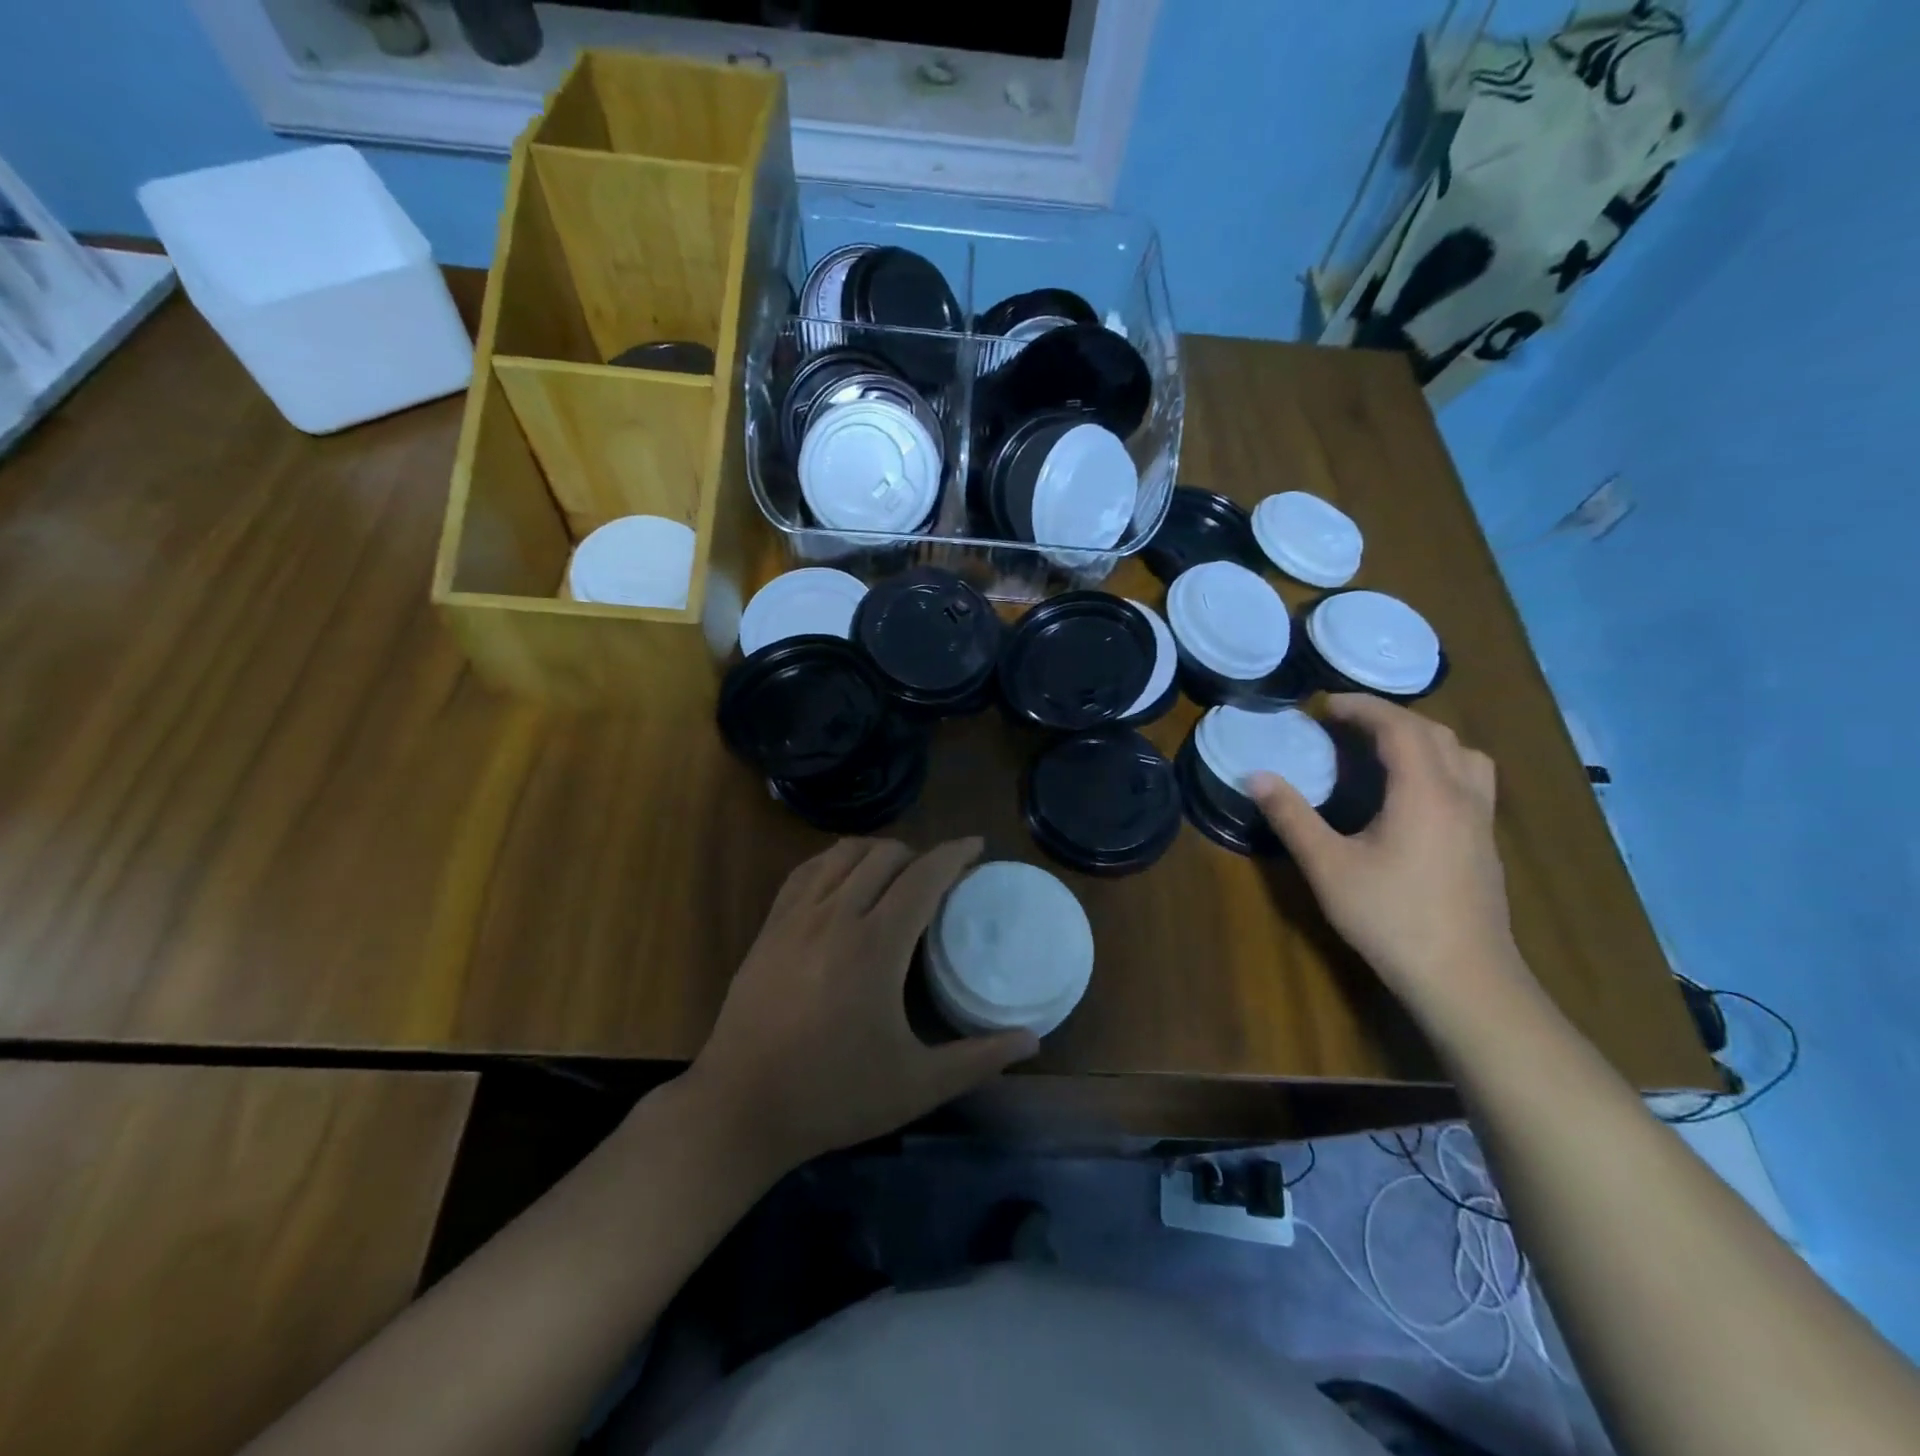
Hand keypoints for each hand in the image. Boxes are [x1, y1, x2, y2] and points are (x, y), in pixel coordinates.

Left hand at [687, 837, 1037, 1172]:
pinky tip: (843, 879)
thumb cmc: (833, 1096)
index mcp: (876, 946)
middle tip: (940, 877)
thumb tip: (1033, 1039)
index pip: (923, 877)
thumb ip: (978, 1059)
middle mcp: (836, 916)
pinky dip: (835, 861)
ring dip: (878, 852)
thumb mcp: (916, 1085)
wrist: (739, 1108)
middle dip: (920, 854)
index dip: (954, 854)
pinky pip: (807, 870)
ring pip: (843, 854)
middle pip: (885, 855)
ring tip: (896, 873)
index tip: (977, 845)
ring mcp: (796, 917)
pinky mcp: (769, 926)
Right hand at [1248, 696, 1532, 1021]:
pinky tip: (1414, 791)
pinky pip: (1470, 778)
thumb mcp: (1328, 867)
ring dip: (1423, 737)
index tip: (1325, 705)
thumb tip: (1256, 776)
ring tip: (1385, 748)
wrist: (1464, 978)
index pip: (1399, 727)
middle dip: (1390, 717)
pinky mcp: (1485, 843)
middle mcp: (1460, 794)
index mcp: (1424, 792)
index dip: (1362, 707)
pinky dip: (1440, 762)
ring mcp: (1480, 819)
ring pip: (1463, 753)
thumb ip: (1292, 817)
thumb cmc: (1391, 917)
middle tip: (1346, 723)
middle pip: (1434, 732)